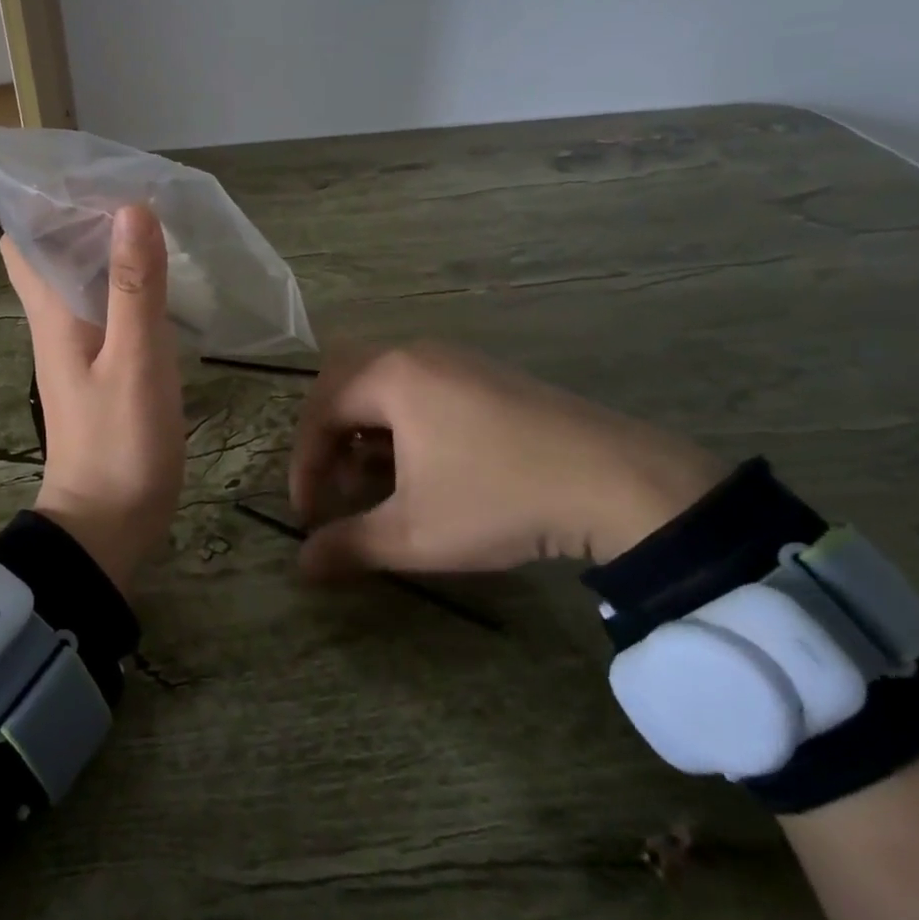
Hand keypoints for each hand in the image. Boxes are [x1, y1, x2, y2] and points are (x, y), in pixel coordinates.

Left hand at [0, 205, 184, 591]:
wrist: (107, 524)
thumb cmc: (119, 444)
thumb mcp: (135, 362)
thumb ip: (135, 287)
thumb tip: (130, 209)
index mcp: (52, 310)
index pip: (23, 238)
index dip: (42, 200)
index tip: (85, 170)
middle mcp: (55, 318)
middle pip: (49, 251)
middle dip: (79, 214)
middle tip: (130, 187)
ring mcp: (76, 343)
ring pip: (79, 275)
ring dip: (105, 244)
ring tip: (152, 217)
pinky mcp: (99, 363)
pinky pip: (105, 303)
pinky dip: (125, 279)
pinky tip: (160, 275)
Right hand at [289, 342, 726, 576]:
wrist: (618, 482)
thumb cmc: (498, 498)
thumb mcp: (415, 533)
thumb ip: (350, 546)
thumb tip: (301, 566)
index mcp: (389, 376)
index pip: (319, 412)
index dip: (304, 465)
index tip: (308, 514)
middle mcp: (415, 353)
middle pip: (344, 382)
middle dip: (328, 435)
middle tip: (333, 482)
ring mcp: (456, 357)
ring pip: (384, 383)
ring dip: (366, 429)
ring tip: (378, 481)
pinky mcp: (488, 373)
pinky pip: (421, 385)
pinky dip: (403, 420)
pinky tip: (425, 464)